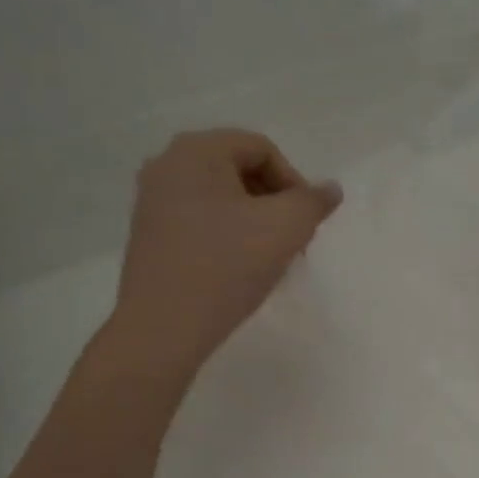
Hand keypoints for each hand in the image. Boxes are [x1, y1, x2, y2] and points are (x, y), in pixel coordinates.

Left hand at [109, 129, 341, 377]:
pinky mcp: (149, 236)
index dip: (294, 183)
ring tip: (268, 260)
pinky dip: (227, 238)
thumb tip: (329, 189)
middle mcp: (167, 165)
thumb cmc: (227, 267)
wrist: (164, 328)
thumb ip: (314, 202)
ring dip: (253, 223)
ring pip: (221, 200)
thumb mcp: (286, 228)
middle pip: (239, 171)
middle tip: (293, 242)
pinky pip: (199, 222)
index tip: (306, 224)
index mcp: (197, 150)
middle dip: (274, 203)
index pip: (262, 149)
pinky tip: (238, 271)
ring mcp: (152, 201)